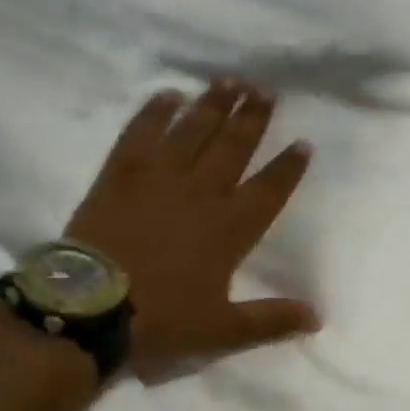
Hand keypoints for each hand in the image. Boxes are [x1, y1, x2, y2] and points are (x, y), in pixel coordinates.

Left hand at [67, 80, 320, 375]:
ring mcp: (158, 179)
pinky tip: (169, 95)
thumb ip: (270, 320)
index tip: (303, 142)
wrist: (91, 309)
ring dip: (213, 105)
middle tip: (267, 90)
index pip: (268, 190)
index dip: (287, 168)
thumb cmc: (161, 320)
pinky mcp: (119, 175)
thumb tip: (318, 318)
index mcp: (229, 229)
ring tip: (230, 80)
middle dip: (253, 119)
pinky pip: (140, 134)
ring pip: (192, 132)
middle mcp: (200, 194)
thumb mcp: (221, 330)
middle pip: (233, 148)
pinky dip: (155, 112)